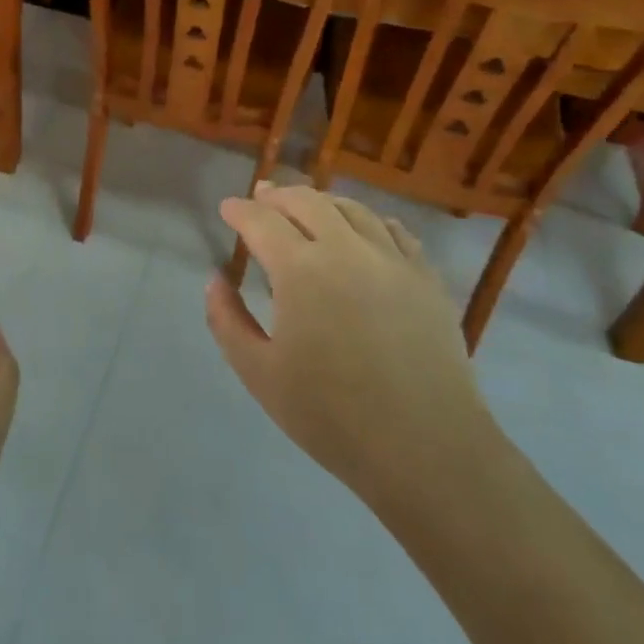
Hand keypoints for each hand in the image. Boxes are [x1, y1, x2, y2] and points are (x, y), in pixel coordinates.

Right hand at [206, 184, 499, 514]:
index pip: (261, 221)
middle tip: (262, 197)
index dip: (240, 211)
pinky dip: (367, 220)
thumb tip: (215, 280)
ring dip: (321, 202)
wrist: (428, 449)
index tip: (227, 208)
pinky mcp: (426, 278)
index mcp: (300, 270)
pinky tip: (362, 230)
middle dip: (278, 195)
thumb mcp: (259, 374)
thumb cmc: (332, 416)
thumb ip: (227, 321)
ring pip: (352, 209)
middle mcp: (346, 250)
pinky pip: (393, 230)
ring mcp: (392, 260)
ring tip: (307, 208)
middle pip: (307, 202)